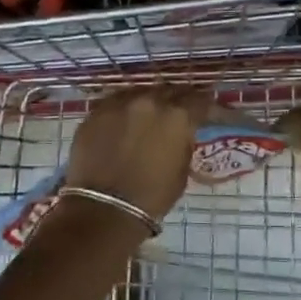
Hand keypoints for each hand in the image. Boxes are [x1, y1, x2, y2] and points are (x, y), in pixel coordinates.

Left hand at [63, 87, 210, 220]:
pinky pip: (115, 103)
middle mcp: (150, 101)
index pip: (198, 99)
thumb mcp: (181, 171)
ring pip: (140, 93)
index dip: (203, 104)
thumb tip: (180, 134)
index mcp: (177, 117)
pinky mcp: (96, 111)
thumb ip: (183, 143)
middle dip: (175, 100)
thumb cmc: (151, 197)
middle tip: (176, 110)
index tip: (204, 109)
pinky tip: (122, 122)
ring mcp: (120, 103)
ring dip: (147, 102)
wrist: (104, 209)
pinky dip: (122, 110)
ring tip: (147, 115)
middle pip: (168, 91)